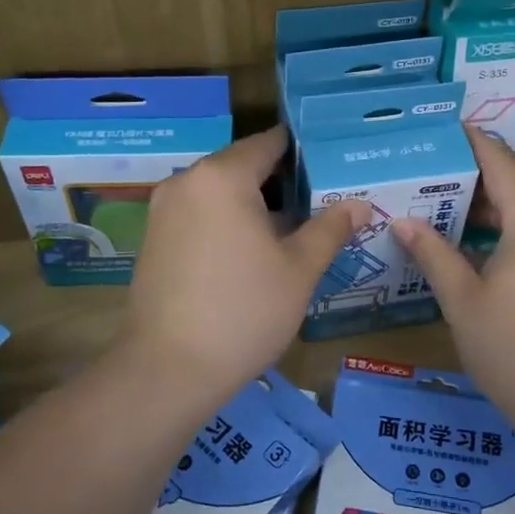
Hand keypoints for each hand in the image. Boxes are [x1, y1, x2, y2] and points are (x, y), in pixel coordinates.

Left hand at [118, 127, 369, 406]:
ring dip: (256, 203)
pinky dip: (229, 221)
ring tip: (297, 226)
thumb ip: (330, 228)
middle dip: (283, 180)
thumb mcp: (299, 269)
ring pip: (221, 192)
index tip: (334, 161)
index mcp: (222, 177)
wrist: (167, 370)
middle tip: (324, 198)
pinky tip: (256, 251)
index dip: (304, 150)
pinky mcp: (154, 239)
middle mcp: (187, 182)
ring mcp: (164, 211)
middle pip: (243, 166)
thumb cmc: (243, 311)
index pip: (269, 143)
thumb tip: (360, 204)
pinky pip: (201, 214)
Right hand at [394, 127, 514, 440]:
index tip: (445, 129)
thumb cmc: (514, 351)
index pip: (502, 162)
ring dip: (508, 191)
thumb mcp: (462, 301)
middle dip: (491, 164)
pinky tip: (489, 238)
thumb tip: (401, 221)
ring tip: (460, 203)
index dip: (473, 142)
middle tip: (446, 171)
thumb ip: (433, 253)